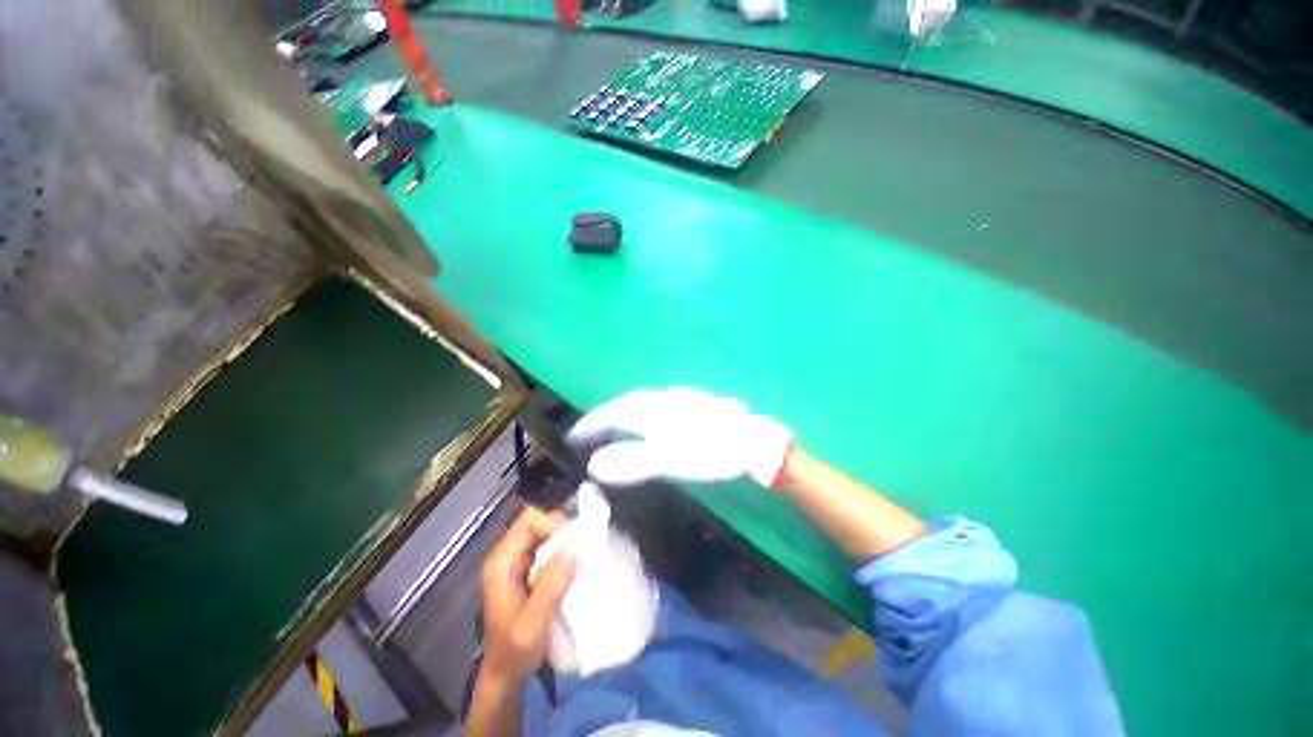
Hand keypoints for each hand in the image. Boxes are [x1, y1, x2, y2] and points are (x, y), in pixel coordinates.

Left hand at [480, 507, 576, 685]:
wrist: (505, 677)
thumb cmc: (515, 652)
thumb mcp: (534, 622)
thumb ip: (552, 583)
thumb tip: (576, 543)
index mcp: (501, 562)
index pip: (530, 519)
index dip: (554, 524)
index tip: (574, 545)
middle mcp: (507, 555)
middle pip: (538, 522)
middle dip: (562, 532)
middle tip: (581, 553)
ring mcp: (517, 562)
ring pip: (545, 533)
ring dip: (565, 543)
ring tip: (580, 561)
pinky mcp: (527, 570)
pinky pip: (548, 547)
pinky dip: (563, 553)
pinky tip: (574, 569)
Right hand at [566, 387, 792, 487]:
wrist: (749, 441)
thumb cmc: (709, 452)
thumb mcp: (670, 460)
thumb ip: (632, 461)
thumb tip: (594, 465)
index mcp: (653, 410)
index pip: (613, 413)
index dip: (592, 423)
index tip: (573, 435)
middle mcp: (661, 399)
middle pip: (624, 404)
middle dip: (603, 416)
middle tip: (587, 432)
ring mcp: (678, 399)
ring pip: (640, 402)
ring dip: (621, 413)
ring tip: (609, 427)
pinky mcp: (690, 405)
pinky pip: (654, 405)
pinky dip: (641, 414)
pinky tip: (645, 422)